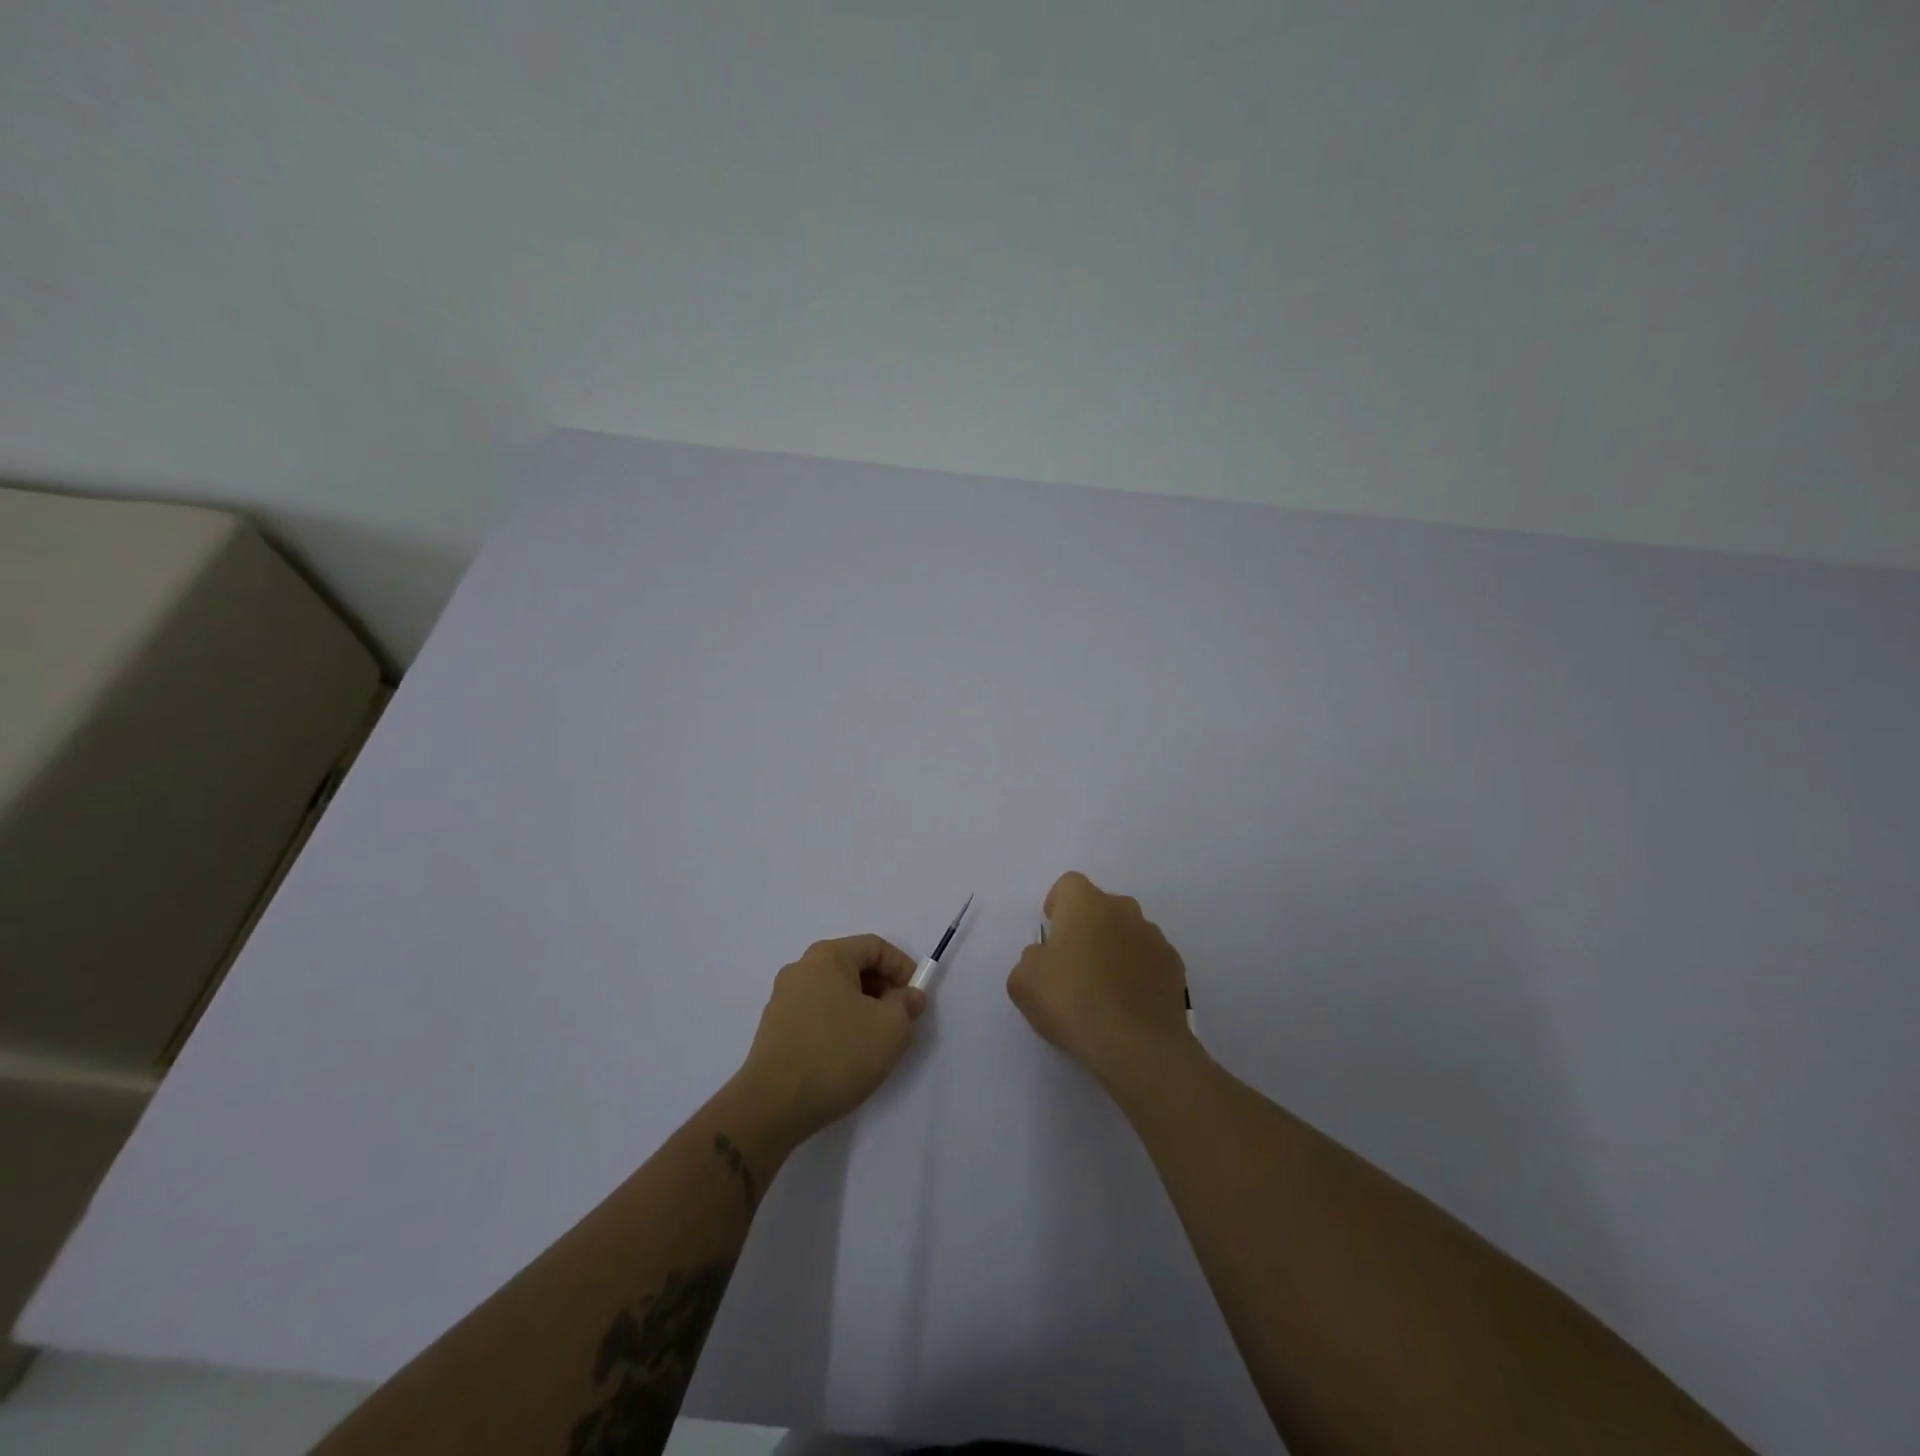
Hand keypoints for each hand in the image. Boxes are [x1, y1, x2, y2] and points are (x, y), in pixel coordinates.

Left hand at [735, 934, 926, 1144]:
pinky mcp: (775, 1027)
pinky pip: (817, 1012)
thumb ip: (908, 1004)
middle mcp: (801, 968)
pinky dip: (839, 1023)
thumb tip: (909, 996)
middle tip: (899, 1019)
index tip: (916, 998)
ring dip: (862, 1007)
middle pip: (853, 965)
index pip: (875, 946)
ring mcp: (783, 997)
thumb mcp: (891, 1028)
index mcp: (827, 956)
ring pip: (835, 990)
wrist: (772, 1105)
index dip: (903, 967)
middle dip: (883, 988)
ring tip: (875, 1040)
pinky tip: (846, 1054)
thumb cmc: (837, 1055)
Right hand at [1007, 872, 1194, 1088]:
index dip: (1057, 905)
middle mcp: (1123, 909)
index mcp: (1085, 904)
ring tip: (1103, 990)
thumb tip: (1045, 957)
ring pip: (1127, 931)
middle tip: (1074, 965)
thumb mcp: (1023, 982)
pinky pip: (1149, 959)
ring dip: (1114, 949)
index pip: (1068, 885)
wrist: (1137, 1046)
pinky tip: (1128, 1004)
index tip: (1052, 935)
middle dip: (1087, 927)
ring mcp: (1154, 936)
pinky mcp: (1175, 965)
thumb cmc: (1073, 1003)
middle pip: (1100, 906)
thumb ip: (1031, 958)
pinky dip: (1138, 972)